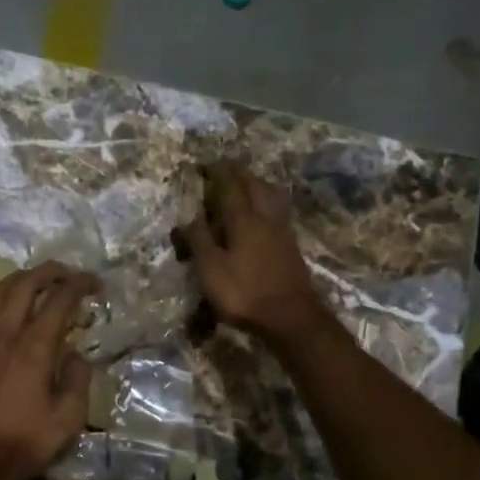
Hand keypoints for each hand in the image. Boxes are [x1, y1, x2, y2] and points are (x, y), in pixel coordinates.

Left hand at [0, 261, 98, 479]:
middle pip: (24, 284)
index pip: (58, 300)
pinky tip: (12, 311)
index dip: (79, 284)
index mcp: (33, 348)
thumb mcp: (68, 418)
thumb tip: (76, 355)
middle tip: (68, 273)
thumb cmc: (24, 443)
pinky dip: (2, 300)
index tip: (94, 282)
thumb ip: (77, 379)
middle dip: (49, 271)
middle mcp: (3, 335)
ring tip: (40, 282)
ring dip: (21, 279)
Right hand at [177, 161, 324, 342]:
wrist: (290, 316)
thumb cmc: (244, 293)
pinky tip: (264, 210)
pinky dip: (267, 201)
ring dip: (257, 184)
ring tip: (246, 182)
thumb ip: (200, 240)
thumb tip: (189, 217)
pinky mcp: (290, 244)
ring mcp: (281, 230)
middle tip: (226, 167)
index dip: (218, 172)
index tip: (207, 162)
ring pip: (270, 195)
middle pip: (254, 185)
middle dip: (239, 173)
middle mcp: (265, 217)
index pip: (230, 186)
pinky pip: (277, 210)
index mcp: (243, 220)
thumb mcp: (211, 269)